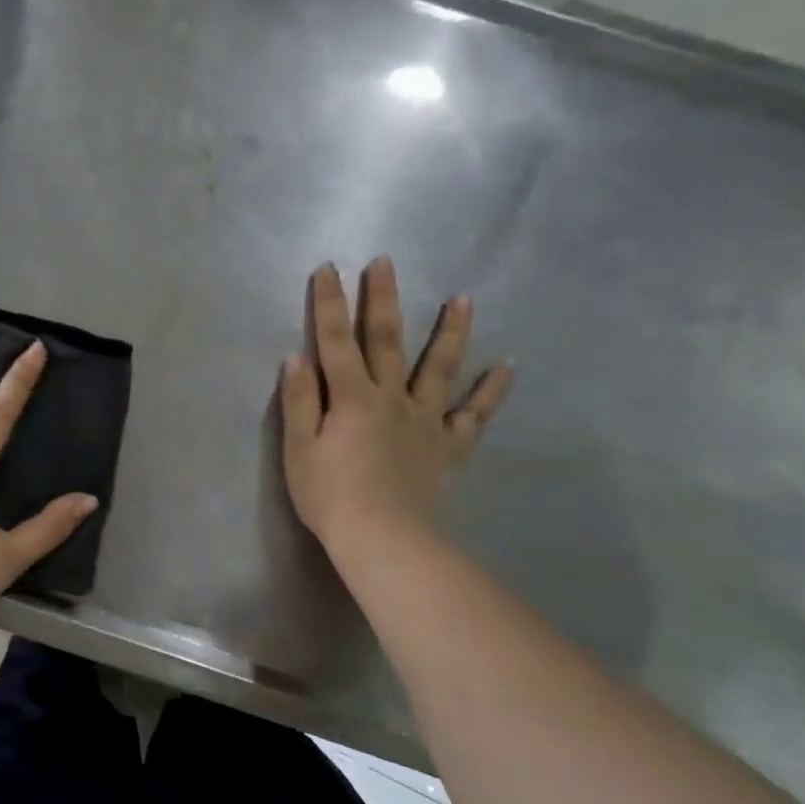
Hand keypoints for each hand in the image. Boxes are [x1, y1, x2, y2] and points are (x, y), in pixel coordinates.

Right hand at [281, 259, 513, 556]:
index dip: (328, 304)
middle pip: (386, 341)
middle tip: (386, 263)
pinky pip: (475, 415)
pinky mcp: (448, 446)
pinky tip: (507, 367)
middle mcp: (391, 398)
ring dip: (450, 331)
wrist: (383, 540)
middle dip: (383, 299)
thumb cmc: (331, 497)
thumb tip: (297, 357)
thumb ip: (300, 402)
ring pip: (439, 367)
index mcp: (351, 399)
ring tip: (464, 299)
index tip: (328, 269)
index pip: (335, 342)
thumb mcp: (299, 450)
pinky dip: (492, 391)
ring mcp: (425, 420)